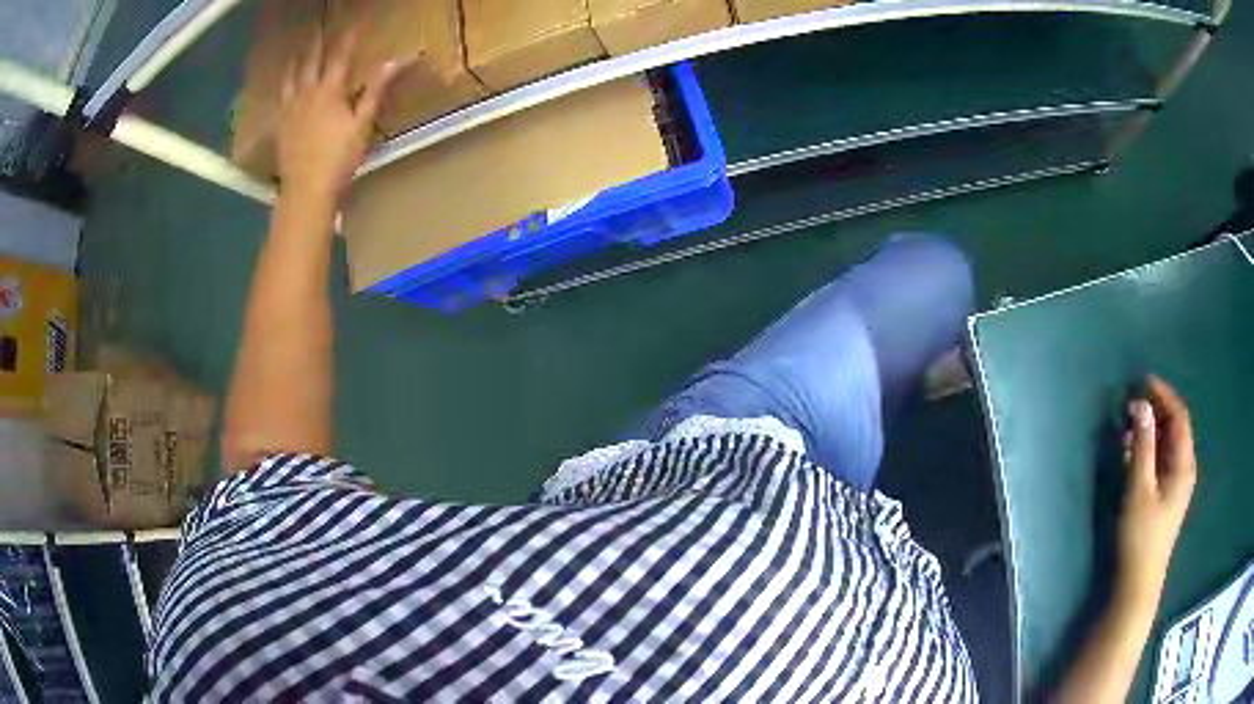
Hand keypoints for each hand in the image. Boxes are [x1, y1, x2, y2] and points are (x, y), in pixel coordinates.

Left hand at [276, 26, 406, 198]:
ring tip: (295, 52)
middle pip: (310, 61)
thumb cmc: (339, 157)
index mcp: (329, 91)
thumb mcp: (363, 123)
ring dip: (295, 62)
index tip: (354, 23)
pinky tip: (283, 87)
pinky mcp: (279, 125)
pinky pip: (279, 99)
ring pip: (290, 78)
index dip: (348, 38)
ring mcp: (289, 109)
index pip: (340, 56)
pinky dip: (283, 87)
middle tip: (318, 27)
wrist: (306, 189)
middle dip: (317, 42)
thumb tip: (395, 61)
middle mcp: (306, 93)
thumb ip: (376, 89)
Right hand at [1115, 375, 1197, 610]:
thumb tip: (1140, 405)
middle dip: (1156, 411)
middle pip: (1175, 428)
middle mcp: (1184, 469)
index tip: (1143, 381)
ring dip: (1151, 430)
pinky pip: (1162, 461)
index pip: (1179, 416)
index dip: (1163, 394)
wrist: (1138, 582)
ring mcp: (1176, 485)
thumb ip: (1142, 445)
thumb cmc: (1141, 535)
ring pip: (1168, 445)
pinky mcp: (1166, 498)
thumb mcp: (1139, 488)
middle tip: (1133, 402)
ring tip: (1129, 425)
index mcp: (1183, 463)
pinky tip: (1133, 454)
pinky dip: (1149, 450)